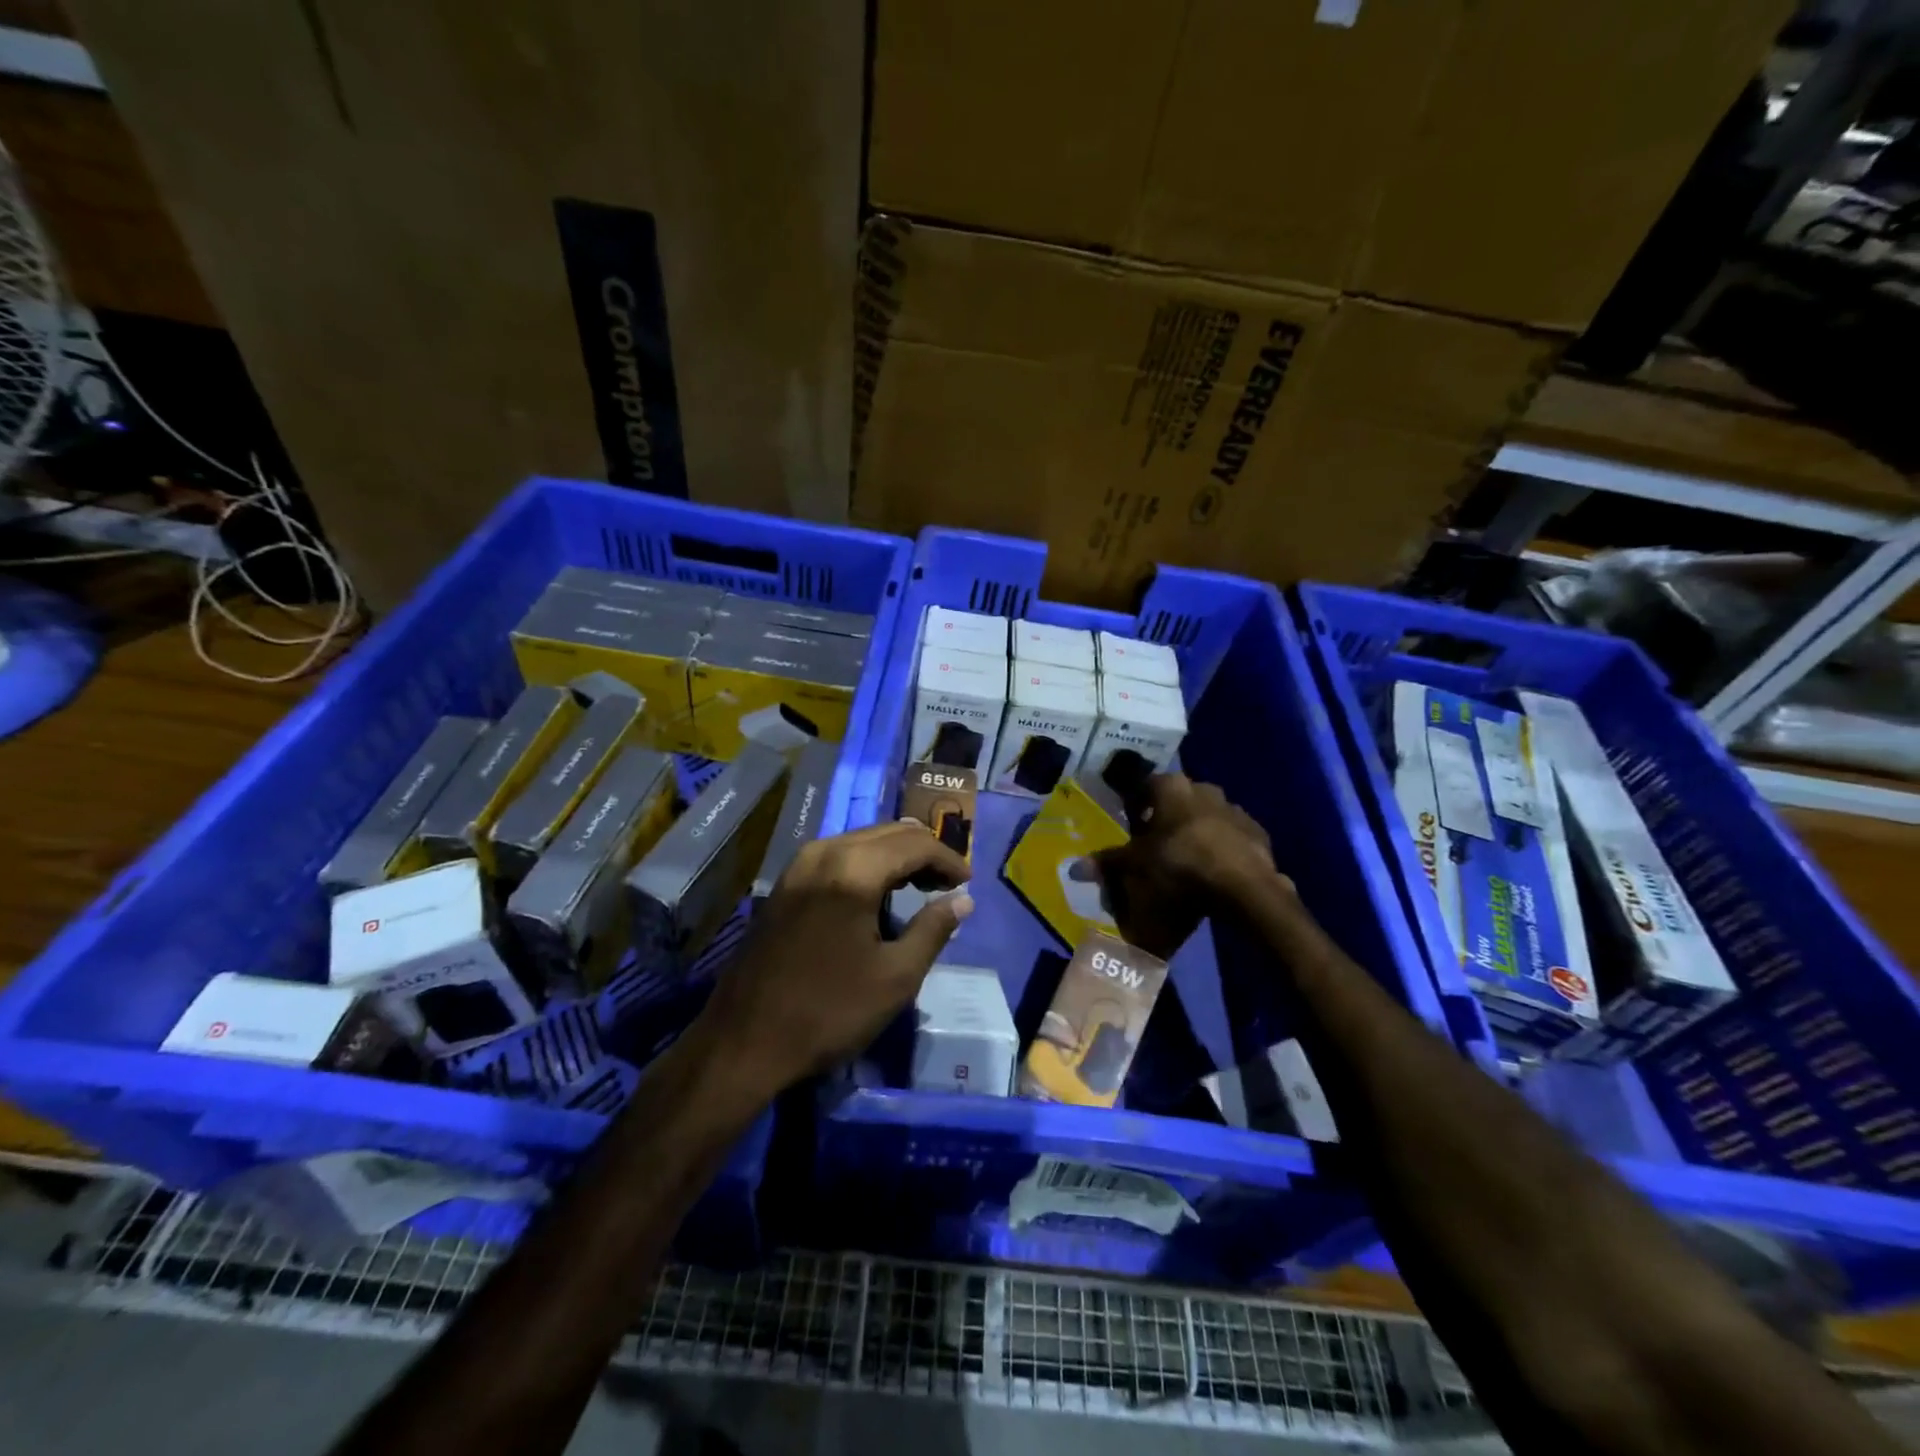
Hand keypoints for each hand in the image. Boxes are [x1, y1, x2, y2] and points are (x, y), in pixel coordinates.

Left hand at [698, 821, 972, 1097]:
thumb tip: (962, 900)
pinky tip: (878, 893)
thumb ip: (934, 929)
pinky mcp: (785, 883)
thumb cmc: (828, 1011)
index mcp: (854, 869)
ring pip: (862, 840)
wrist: (744, 1041)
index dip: (948, 860)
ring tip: (920, 886)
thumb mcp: (895, 977)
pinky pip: (839, 854)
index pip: (916, 844)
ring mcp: (799, 865)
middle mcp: (825, 852)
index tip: (967, 884)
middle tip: (948, 884)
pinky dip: (868, 863)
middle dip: (924, 852)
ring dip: (896, 856)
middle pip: (889, 833)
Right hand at [1090, 774, 1282, 957]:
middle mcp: (1204, 789)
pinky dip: (1222, 847)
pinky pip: (1232, 835)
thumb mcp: (1136, 866)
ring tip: (1187, 859)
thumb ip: (1108, 862)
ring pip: (1208, 815)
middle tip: (1157, 843)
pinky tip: (1215, 870)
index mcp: (1172, 788)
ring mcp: (1235, 809)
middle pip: (1179, 799)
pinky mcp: (1257, 833)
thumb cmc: (1179, 864)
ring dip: (1197, 830)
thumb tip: (1075, 867)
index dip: (1138, 803)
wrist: (1243, 886)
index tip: (1132, 823)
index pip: (1147, 785)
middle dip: (1168, 817)